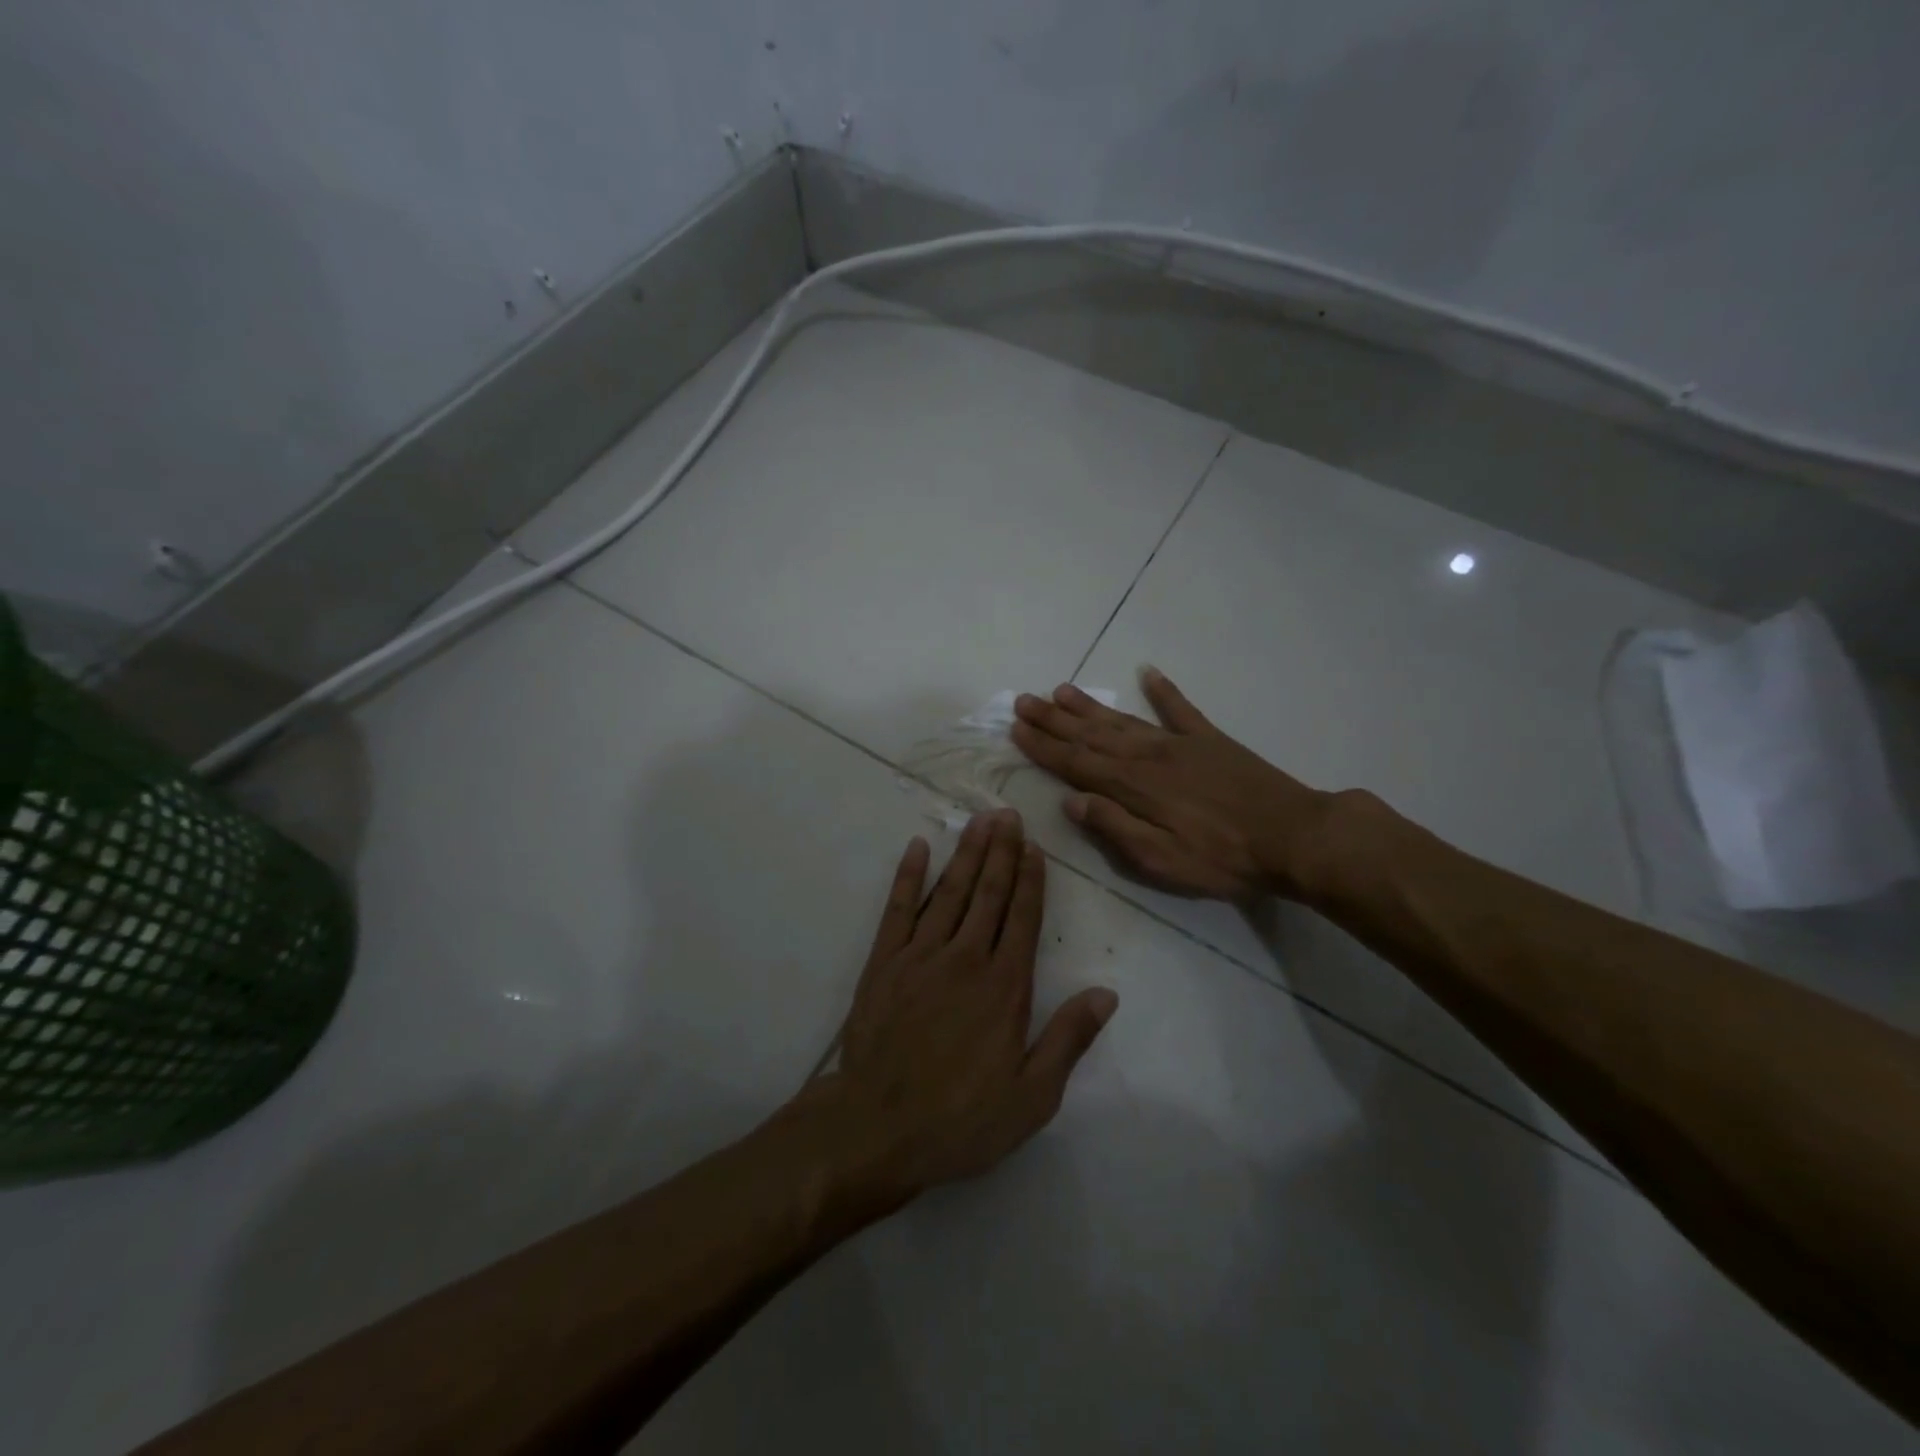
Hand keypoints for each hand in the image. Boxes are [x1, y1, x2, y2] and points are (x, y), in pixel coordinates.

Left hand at [826, 810, 1117, 1197]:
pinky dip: (908, 876)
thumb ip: (1069, 1039)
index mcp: (1005, 986)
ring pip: (950, 892)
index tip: (1036, 847)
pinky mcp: (883, 962)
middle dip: (1002, 852)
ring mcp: (920, 955)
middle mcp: (966, 958)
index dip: (1031, 880)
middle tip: (1009, 814)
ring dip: (967, 854)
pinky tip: (918, 848)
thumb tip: (1106, 993)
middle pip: (989, 893)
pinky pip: (898, 908)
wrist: (878, 1127)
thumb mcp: (1032, 1096)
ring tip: (980, 821)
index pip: (1023, 918)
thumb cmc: (962, 1118)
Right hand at [1011, 668, 1339, 902]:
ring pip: (1122, 720)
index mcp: (1133, 787)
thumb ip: (1114, 828)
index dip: (1044, 746)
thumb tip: (1072, 800)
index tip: (1016, 729)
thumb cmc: (1223, 859)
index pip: (1076, 763)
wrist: (1294, 837)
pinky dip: (1162, 689)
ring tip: (1060, 690)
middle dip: (1054, 719)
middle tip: (1024, 700)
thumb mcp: (1161, 860)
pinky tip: (1147, 672)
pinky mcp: (1210, 739)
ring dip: (1088, 706)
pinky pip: (1180, 708)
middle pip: (1091, 735)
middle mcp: (1148, 756)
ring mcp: (1180, 743)